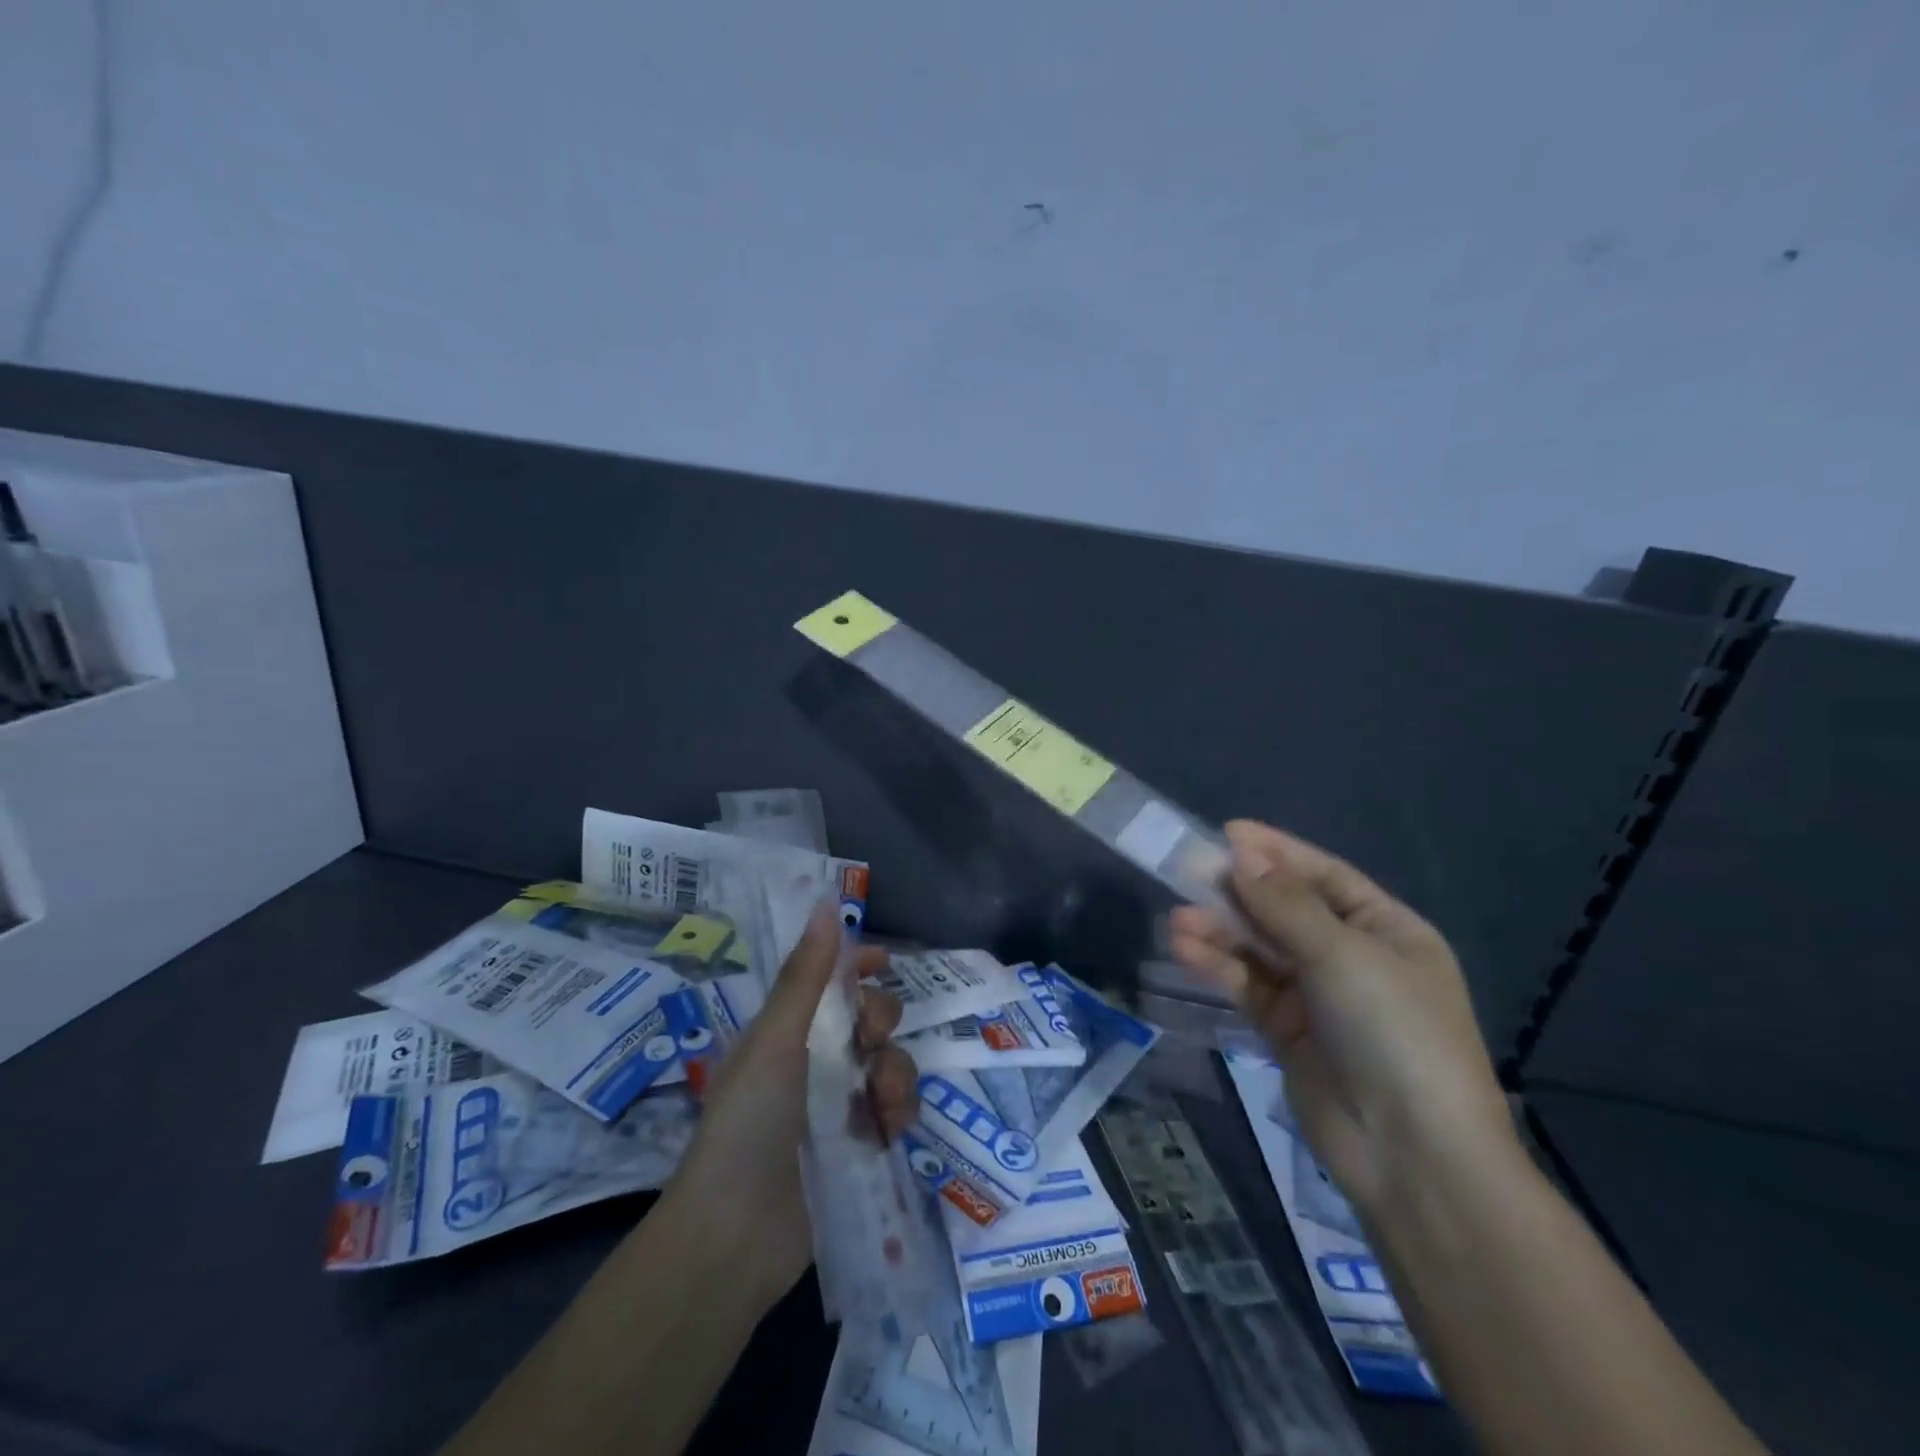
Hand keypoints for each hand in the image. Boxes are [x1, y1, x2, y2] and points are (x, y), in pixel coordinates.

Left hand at [667, 904, 919, 1309]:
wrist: (734, 1235)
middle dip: (882, 1020)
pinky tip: (886, 1129)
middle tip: (871, 1040)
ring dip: (896, 1072)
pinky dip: (898, 1113)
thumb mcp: (776, 1039)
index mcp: (788, 1030)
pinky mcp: (858, 1147)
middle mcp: (814, 1061)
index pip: (830, 980)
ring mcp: (837, 1106)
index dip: (858, 965)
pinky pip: (895, 1111)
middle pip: (869, 1019)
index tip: (884, 961)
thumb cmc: (748, 1122)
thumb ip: (807, 974)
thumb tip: (826, 902)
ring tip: (880, 1101)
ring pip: (889, 1063)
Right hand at [1168, 820, 1515, 1213]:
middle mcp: (1353, 957)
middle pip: (1286, 910)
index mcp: (1387, 930)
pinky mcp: (1288, 1032)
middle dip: (1239, 892)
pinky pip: (1249, 986)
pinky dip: (1220, 967)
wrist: (1412, 1156)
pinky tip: (1186, 951)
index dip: (1276, 852)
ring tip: (1178, 919)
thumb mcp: (1343, 955)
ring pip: (1261, 949)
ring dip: (1221, 931)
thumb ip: (1285, 905)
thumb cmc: (1393, 1034)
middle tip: (1187, 871)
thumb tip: (1241, 854)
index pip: (1324, 876)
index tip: (1226, 833)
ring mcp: (1319, 997)